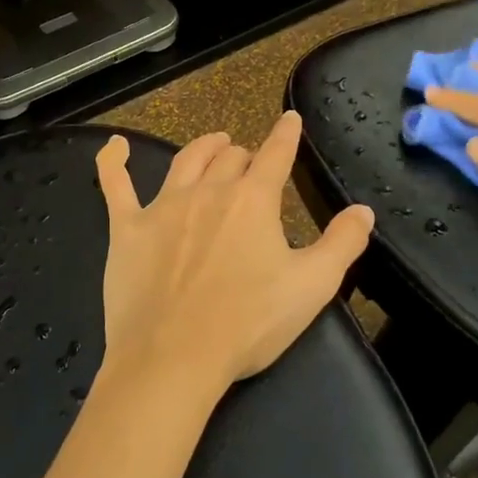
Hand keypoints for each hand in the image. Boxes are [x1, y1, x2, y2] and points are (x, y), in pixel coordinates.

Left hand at [94, 113, 374, 400]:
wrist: (174, 358)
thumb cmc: (248, 324)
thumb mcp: (312, 287)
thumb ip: (342, 244)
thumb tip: (364, 210)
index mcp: (252, 201)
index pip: (275, 155)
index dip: (285, 135)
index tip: (289, 120)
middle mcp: (208, 191)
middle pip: (229, 158)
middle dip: (245, 154)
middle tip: (251, 161)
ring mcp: (162, 207)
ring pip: (185, 161)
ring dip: (203, 148)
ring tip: (213, 142)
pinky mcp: (126, 229)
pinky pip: (115, 185)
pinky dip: (113, 161)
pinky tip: (113, 146)